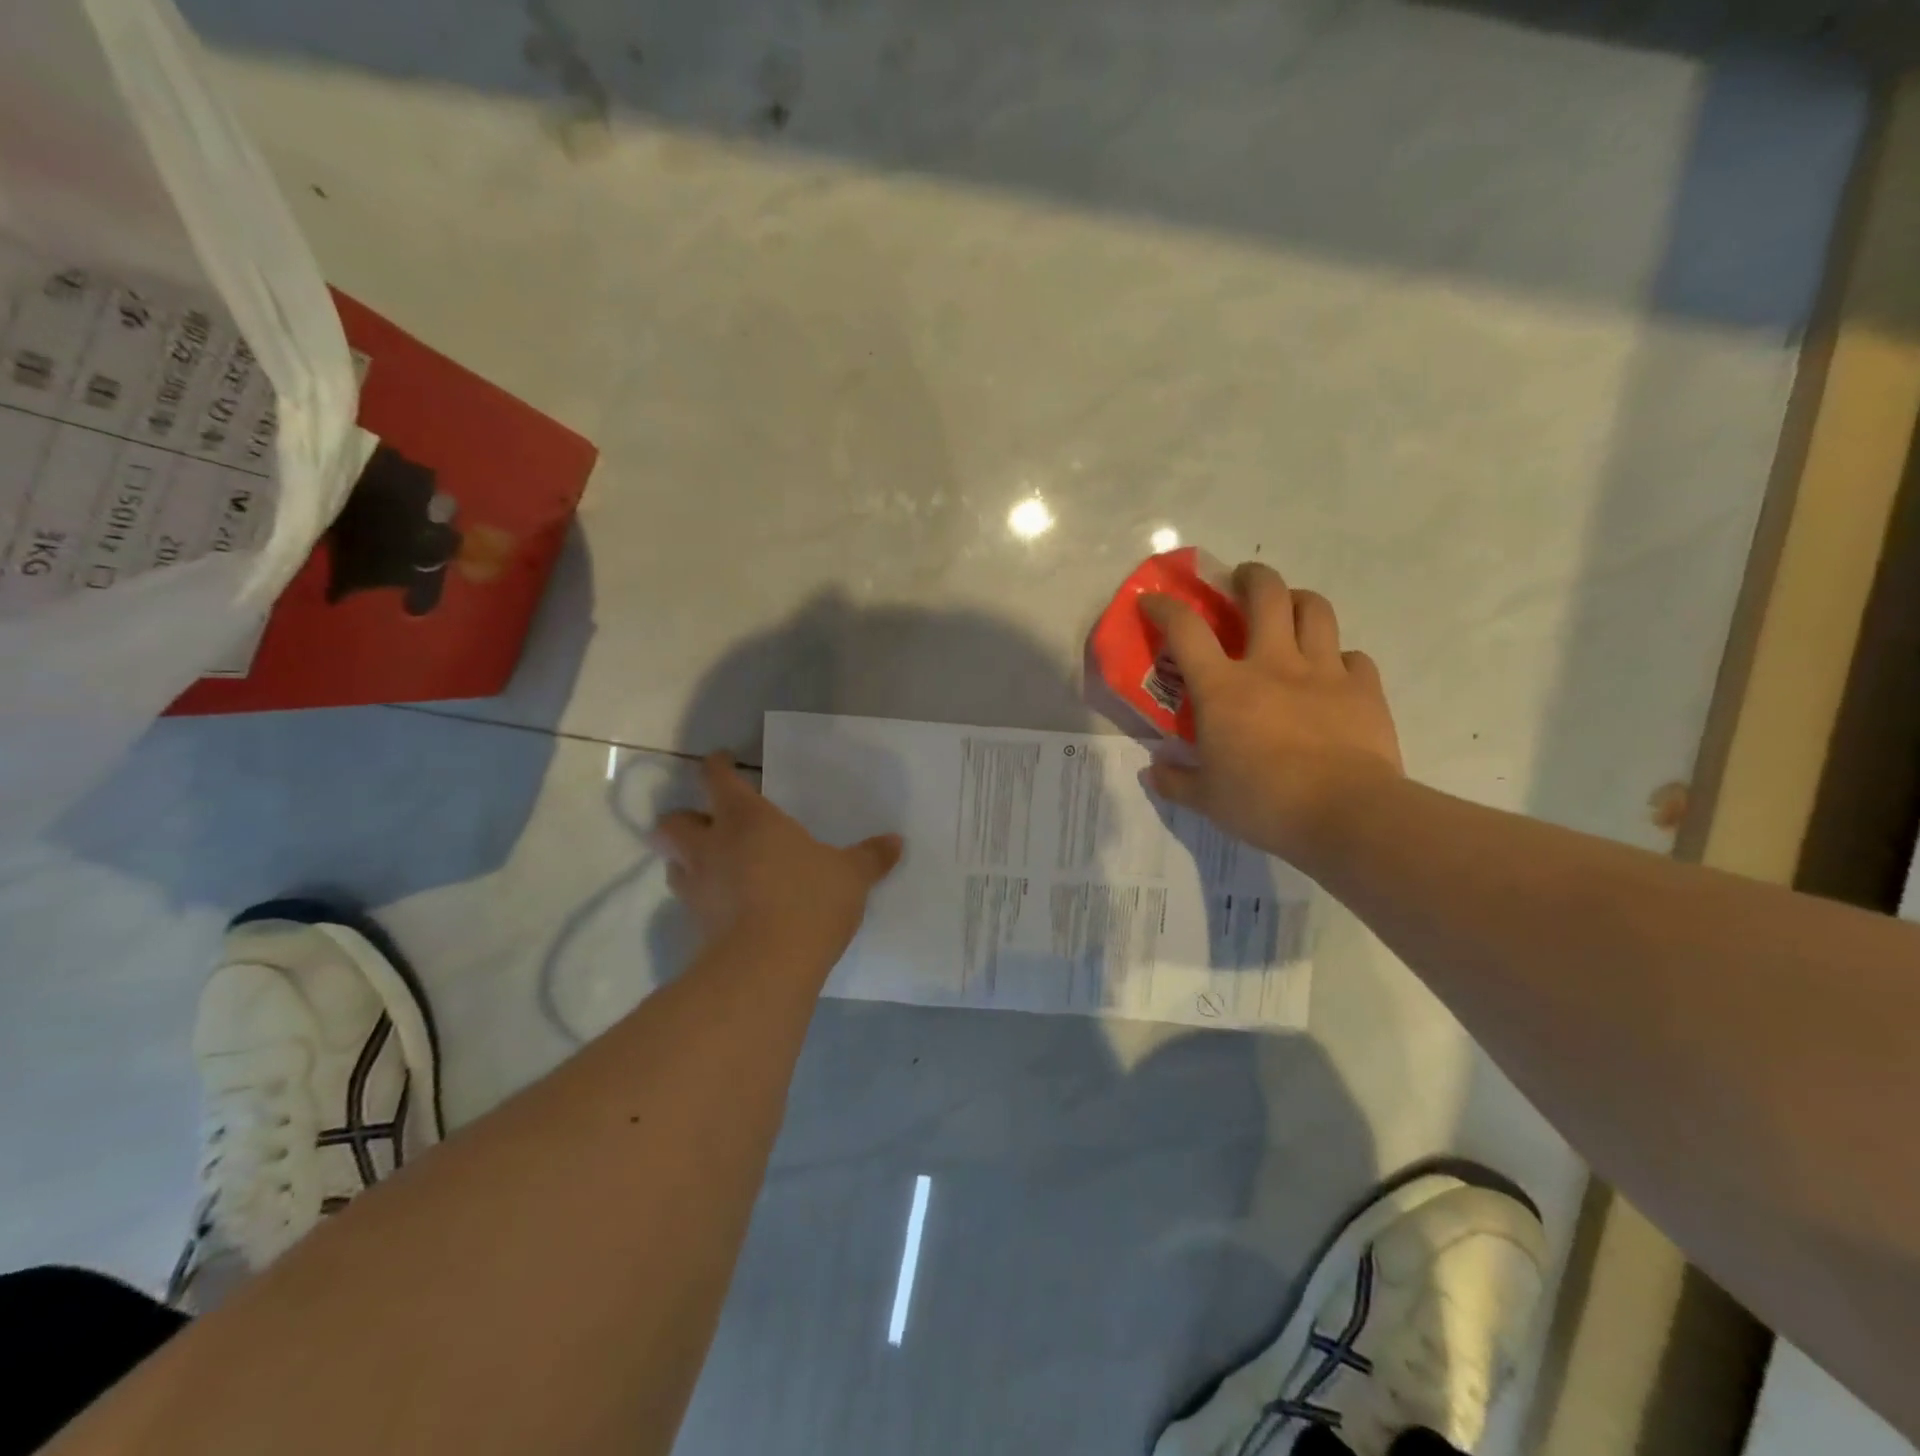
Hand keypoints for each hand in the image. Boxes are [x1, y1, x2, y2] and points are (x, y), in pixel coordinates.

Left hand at [652, 753, 902, 960]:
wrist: (767, 967)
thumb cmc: (809, 900)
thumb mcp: (851, 875)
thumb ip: (871, 857)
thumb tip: (897, 841)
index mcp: (747, 818)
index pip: (716, 779)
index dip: (715, 766)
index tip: (721, 761)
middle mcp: (712, 846)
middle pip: (672, 822)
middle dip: (683, 819)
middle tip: (707, 824)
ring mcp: (698, 887)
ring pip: (672, 862)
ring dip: (685, 858)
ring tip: (712, 864)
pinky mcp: (695, 926)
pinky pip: (689, 901)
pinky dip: (700, 897)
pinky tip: (727, 905)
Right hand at [1144, 564, 1402, 864]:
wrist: (1345, 814)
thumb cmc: (1264, 803)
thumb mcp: (1207, 799)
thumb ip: (1176, 781)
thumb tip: (1153, 772)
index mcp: (1224, 688)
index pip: (1186, 630)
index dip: (1166, 608)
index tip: (1154, 600)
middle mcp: (1272, 665)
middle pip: (1265, 594)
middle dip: (1250, 577)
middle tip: (1242, 581)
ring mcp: (1323, 672)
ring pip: (1315, 610)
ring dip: (1298, 600)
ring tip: (1291, 609)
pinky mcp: (1364, 689)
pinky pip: (1353, 657)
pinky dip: (1339, 658)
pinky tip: (1333, 674)